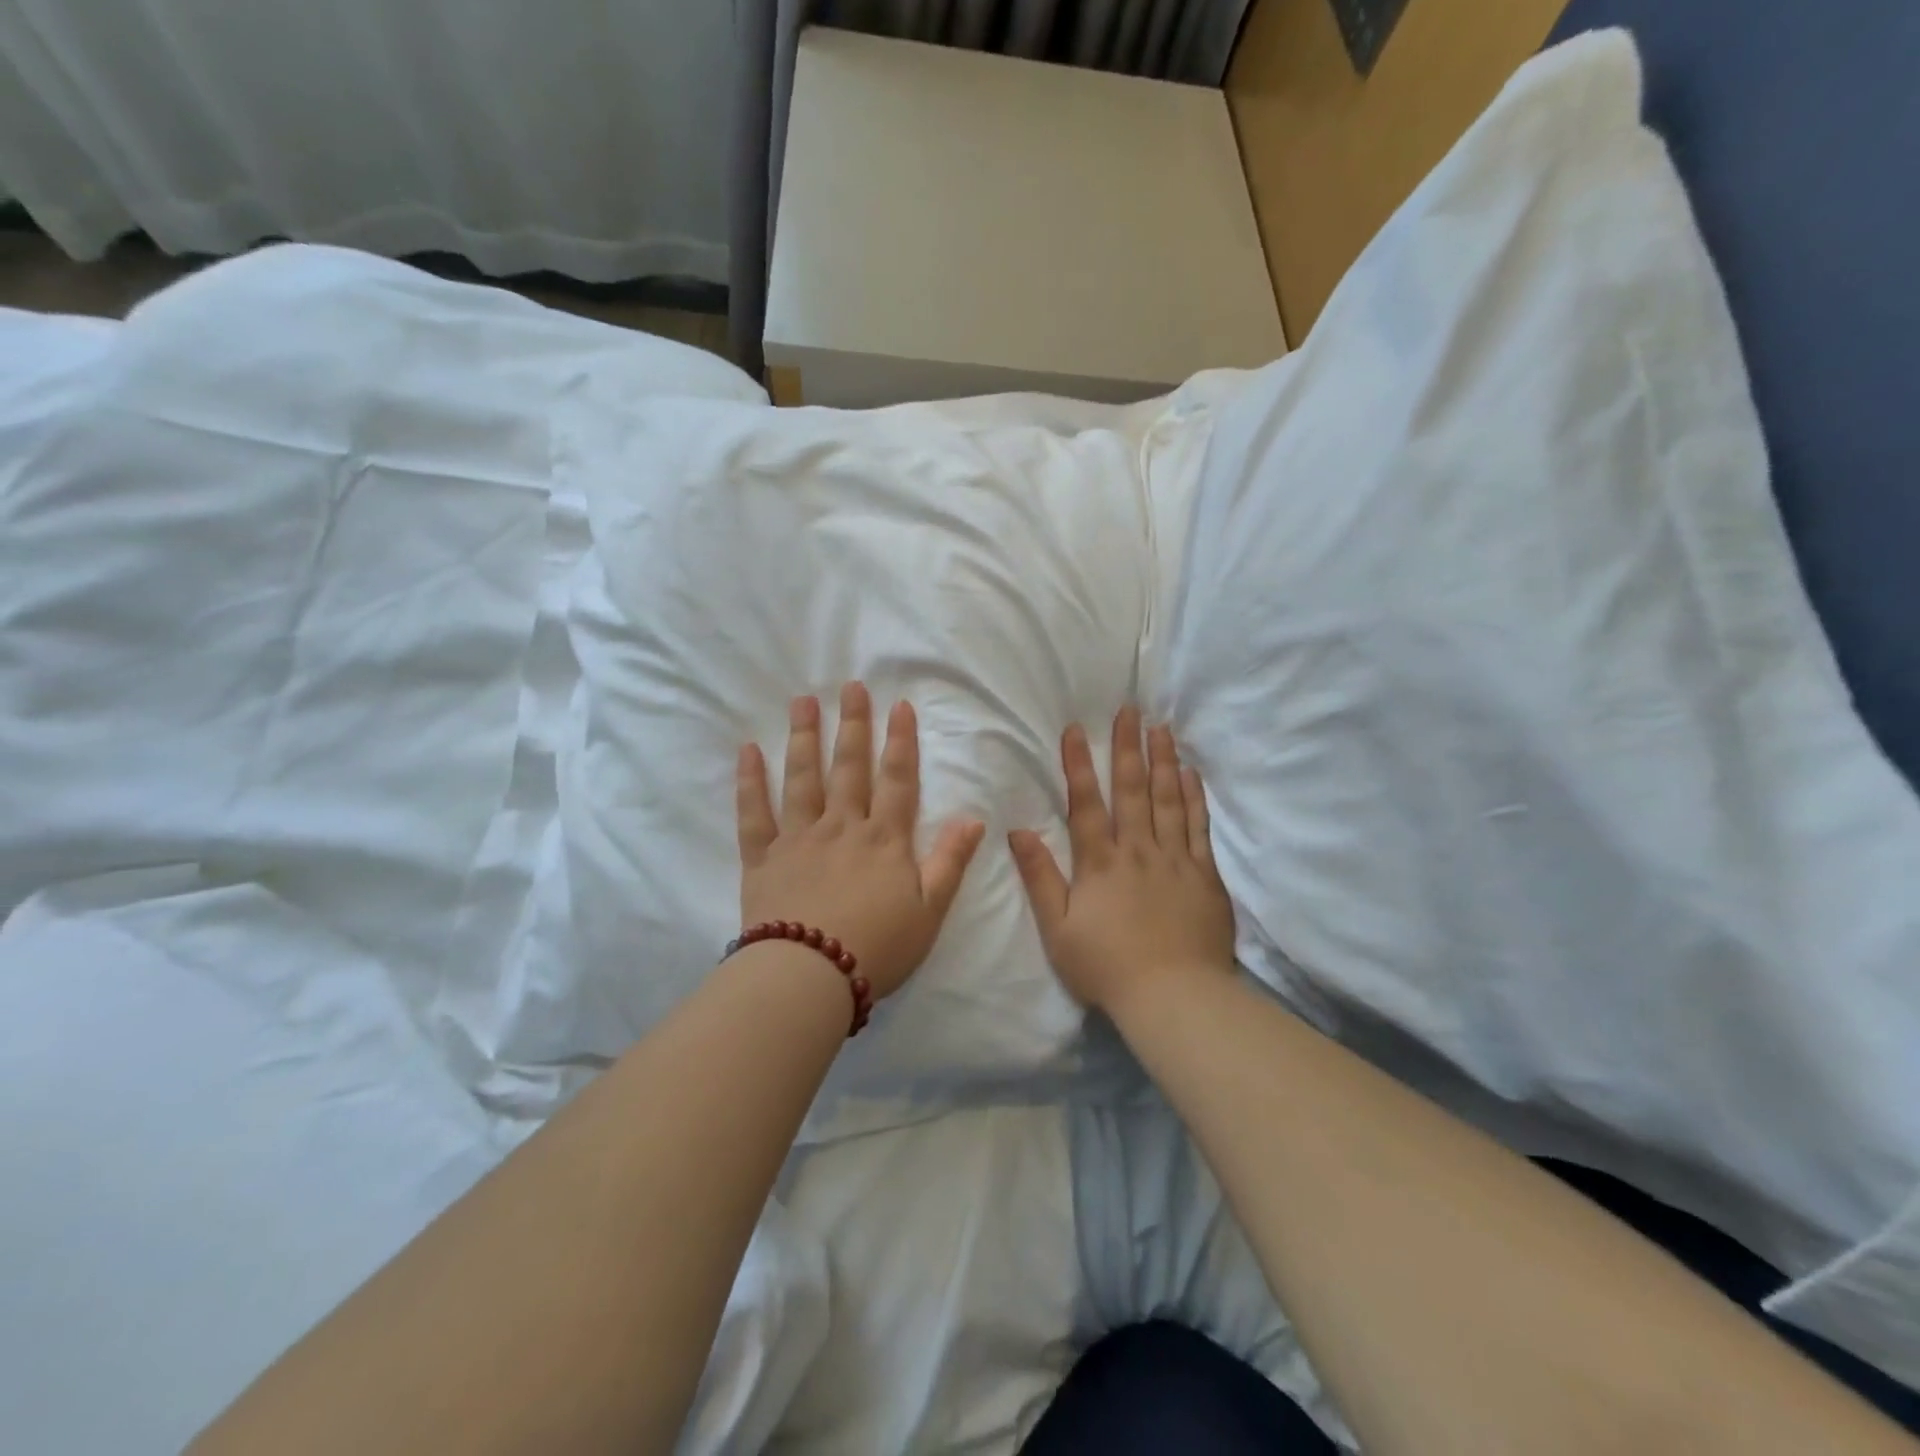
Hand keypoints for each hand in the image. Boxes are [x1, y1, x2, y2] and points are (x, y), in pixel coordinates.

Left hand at [736, 682, 985, 999]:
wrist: (810, 975)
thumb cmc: (878, 946)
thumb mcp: (930, 910)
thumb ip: (950, 862)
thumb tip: (974, 819)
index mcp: (884, 840)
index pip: (897, 780)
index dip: (901, 742)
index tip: (899, 705)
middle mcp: (841, 827)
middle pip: (849, 767)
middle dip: (853, 725)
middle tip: (851, 686)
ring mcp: (799, 838)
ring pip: (802, 778)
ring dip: (804, 737)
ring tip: (803, 701)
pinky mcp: (763, 858)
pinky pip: (754, 813)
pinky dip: (750, 781)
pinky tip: (748, 750)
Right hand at [1009, 706, 1234, 1012]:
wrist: (1174, 996)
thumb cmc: (1107, 966)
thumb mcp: (1058, 928)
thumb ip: (1039, 877)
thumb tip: (1018, 831)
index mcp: (1100, 863)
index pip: (1086, 803)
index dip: (1079, 765)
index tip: (1076, 729)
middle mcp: (1138, 850)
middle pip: (1131, 790)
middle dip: (1127, 747)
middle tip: (1130, 710)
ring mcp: (1175, 859)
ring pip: (1168, 799)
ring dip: (1163, 761)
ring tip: (1161, 728)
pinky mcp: (1204, 875)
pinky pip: (1199, 827)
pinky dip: (1195, 797)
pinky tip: (1191, 774)